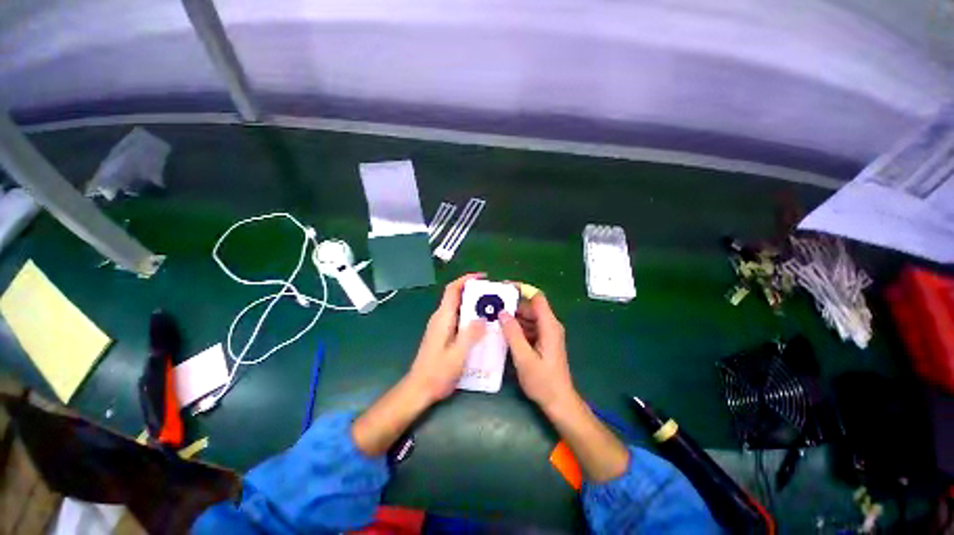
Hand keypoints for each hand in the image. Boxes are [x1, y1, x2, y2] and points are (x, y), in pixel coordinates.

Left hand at [407, 273, 486, 402]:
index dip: (466, 279)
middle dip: (474, 291)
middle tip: (494, 295)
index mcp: (443, 318)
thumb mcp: (457, 354)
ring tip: (492, 308)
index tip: (483, 277)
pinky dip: (470, 315)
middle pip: (456, 296)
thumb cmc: (437, 372)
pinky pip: (458, 318)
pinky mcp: (443, 334)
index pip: (452, 290)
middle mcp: (440, 318)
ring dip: (473, 304)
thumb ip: (470, 334)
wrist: (419, 389)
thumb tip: (482, 318)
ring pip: (458, 307)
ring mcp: (441, 326)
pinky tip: (482, 325)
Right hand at [500, 293, 575, 411]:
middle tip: (491, 307)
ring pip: (528, 318)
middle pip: (530, 307)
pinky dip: (516, 328)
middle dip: (512, 305)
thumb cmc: (543, 381)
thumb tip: (502, 312)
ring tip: (493, 318)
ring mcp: (547, 334)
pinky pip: (529, 328)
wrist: (559, 402)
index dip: (520, 289)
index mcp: (549, 326)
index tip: (502, 288)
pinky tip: (502, 332)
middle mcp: (549, 326)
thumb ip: (513, 334)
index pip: (536, 297)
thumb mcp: (524, 358)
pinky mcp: (543, 342)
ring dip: (512, 317)